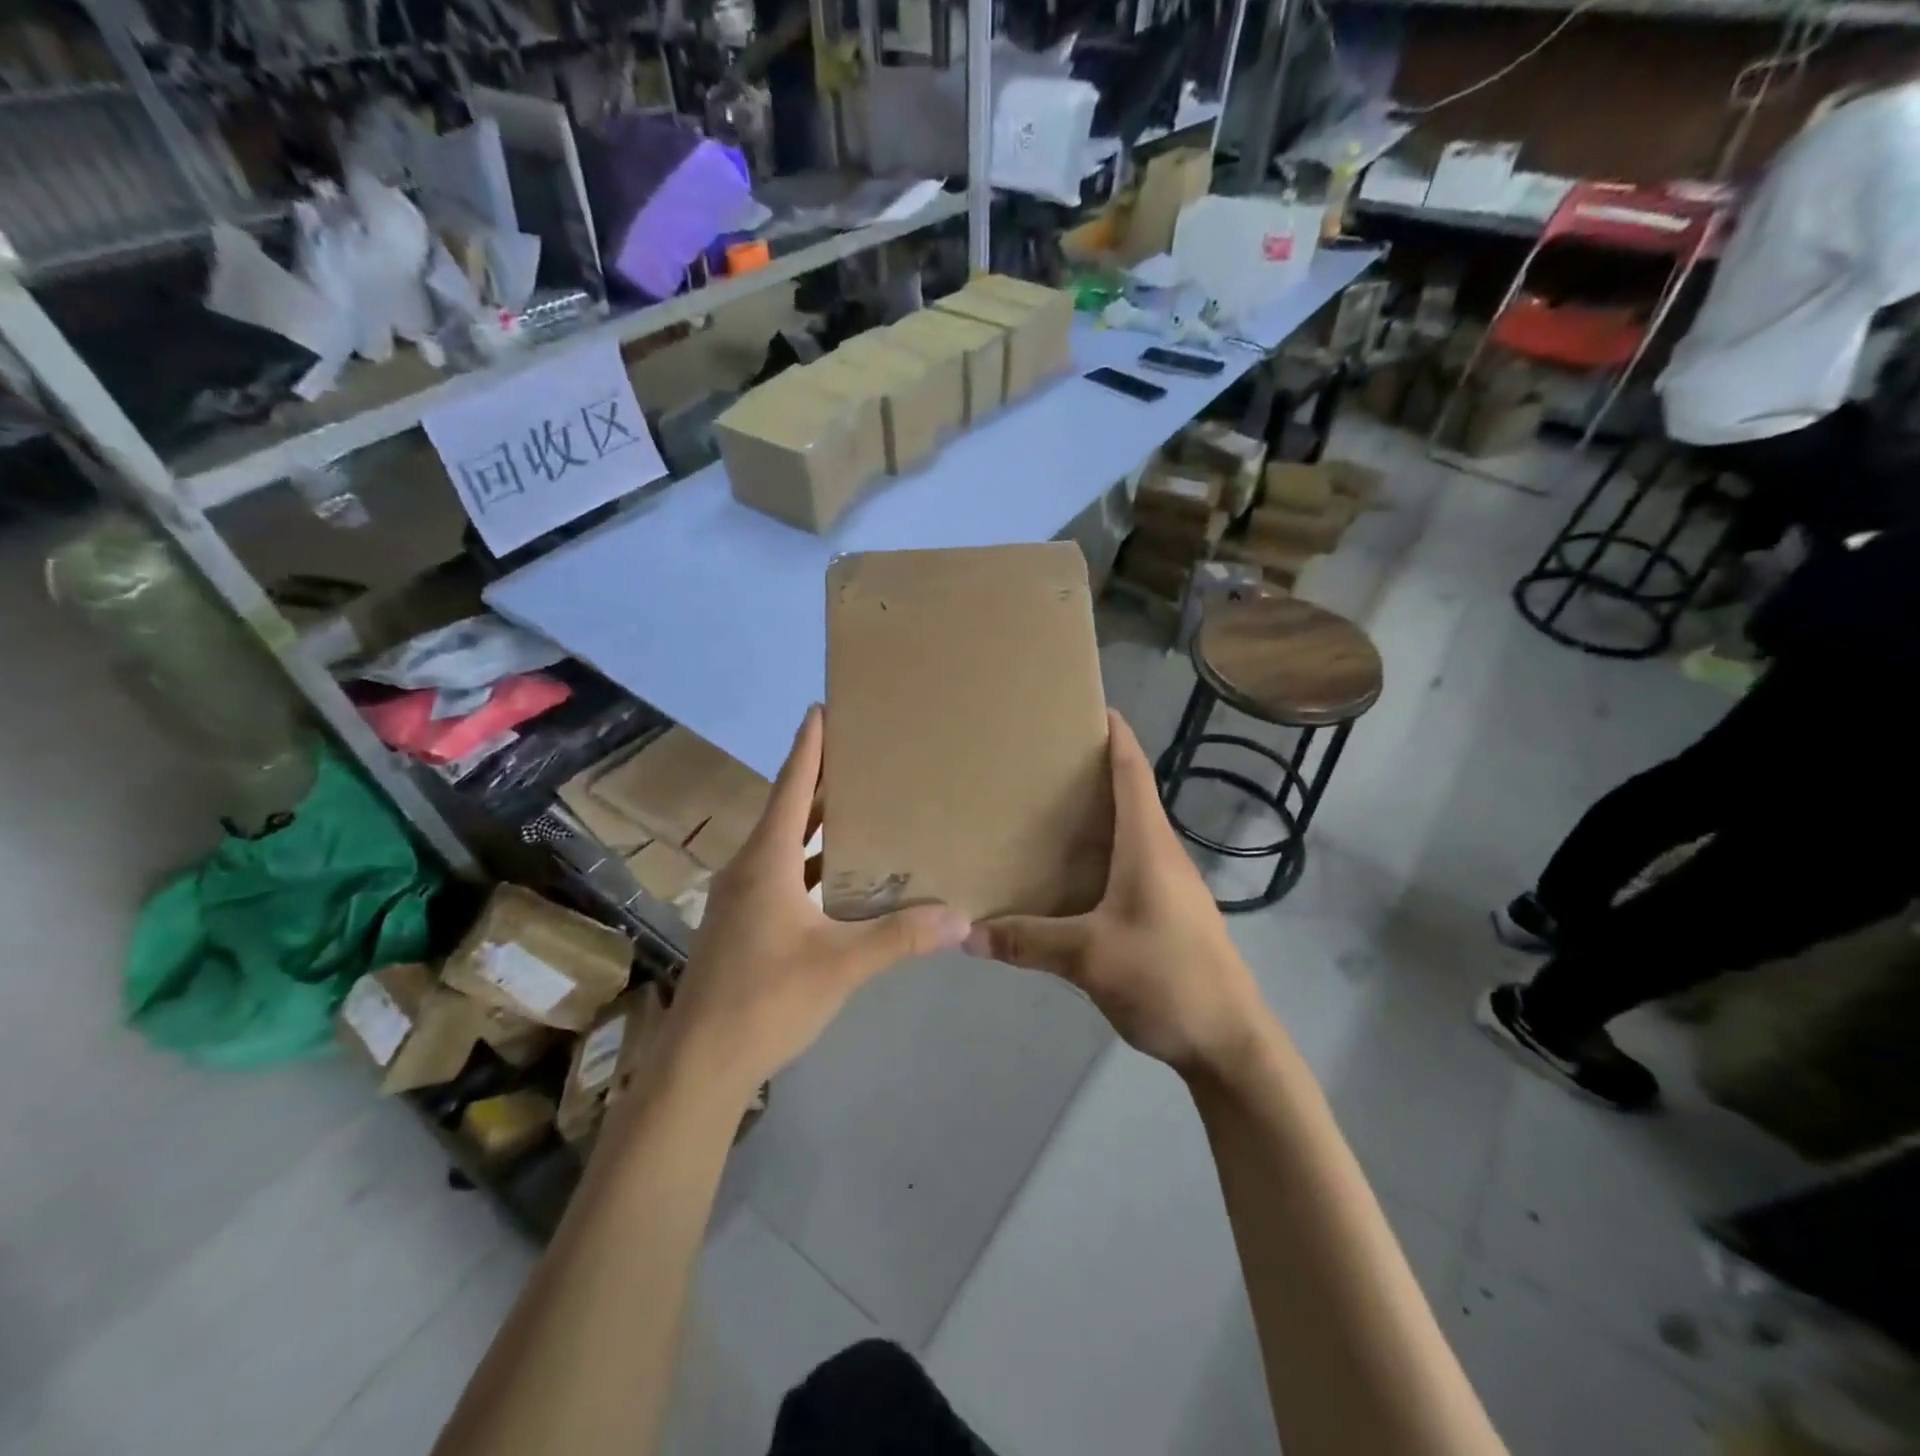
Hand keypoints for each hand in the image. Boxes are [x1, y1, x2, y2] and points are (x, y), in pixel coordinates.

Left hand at [662, 706, 971, 1101]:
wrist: (701, 1063)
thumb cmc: (766, 999)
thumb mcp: (841, 965)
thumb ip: (900, 938)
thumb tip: (960, 917)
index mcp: (767, 862)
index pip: (791, 787)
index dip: (808, 747)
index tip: (822, 708)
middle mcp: (750, 868)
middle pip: (788, 809)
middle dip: (820, 779)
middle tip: (859, 752)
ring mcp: (742, 897)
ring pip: (784, 844)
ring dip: (816, 823)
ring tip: (858, 804)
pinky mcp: (743, 923)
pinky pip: (781, 873)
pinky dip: (810, 862)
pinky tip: (839, 874)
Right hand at [964, 710, 1265, 1078]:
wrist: (1231, 1043)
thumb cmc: (1167, 978)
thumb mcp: (1089, 957)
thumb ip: (1028, 940)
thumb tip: (965, 934)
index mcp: (1149, 845)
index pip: (1134, 771)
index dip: (1116, 735)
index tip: (1090, 706)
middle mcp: (1163, 854)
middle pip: (1129, 796)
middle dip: (1092, 772)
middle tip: (1041, 760)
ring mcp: (1170, 886)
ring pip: (1128, 835)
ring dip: (1096, 817)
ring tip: (1045, 811)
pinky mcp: (1168, 915)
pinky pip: (1128, 868)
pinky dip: (1099, 856)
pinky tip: (1069, 876)